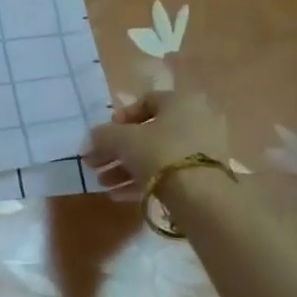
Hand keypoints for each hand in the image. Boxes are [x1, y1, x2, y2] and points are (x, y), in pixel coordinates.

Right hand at [84, 91, 228, 198]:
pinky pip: (169, 173)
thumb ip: (102, 136)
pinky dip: (144, 181)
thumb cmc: (159, 152)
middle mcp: (198, 120)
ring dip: (126, 168)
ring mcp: (204, 150)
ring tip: (103, 183)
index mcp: (181, 101)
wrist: (200, 195)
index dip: (120, 118)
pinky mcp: (205, 176)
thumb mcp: (121, 140)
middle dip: (117, 150)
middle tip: (96, 164)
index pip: (146, 101)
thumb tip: (91, 140)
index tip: (103, 135)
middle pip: (148, 133)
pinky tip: (118, 196)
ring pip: (156, 156)